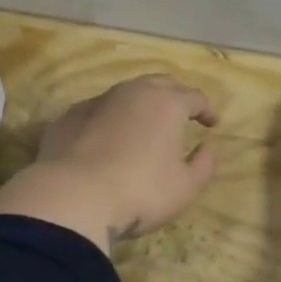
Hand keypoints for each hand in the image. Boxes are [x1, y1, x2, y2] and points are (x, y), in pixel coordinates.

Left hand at [0, 75, 218, 249]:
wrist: (72, 197)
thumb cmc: (140, 192)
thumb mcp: (185, 187)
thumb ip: (204, 164)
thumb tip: (207, 147)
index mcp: (166, 103)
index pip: (195, 97)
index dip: (206, 109)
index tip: (211, 124)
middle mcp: (132, 92)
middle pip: (160, 83)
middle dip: (174, 95)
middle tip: (180, 113)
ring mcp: (97, 101)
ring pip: (125, 94)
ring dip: (139, 105)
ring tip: (143, 126)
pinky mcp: (68, 117)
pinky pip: (96, 112)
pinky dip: (108, 120)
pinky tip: (105, 140)